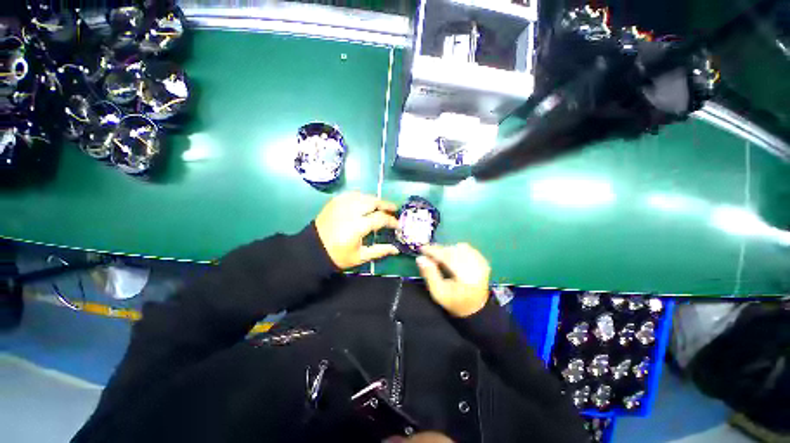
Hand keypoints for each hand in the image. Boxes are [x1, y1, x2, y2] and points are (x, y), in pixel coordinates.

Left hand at [315, 192, 399, 269]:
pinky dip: (361, 197)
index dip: (391, 221)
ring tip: (380, 206)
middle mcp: (350, 212)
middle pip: (373, 201)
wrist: (313, 249)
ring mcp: (341, 204)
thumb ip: (379, 251)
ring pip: (363, 196)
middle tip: (393, 209)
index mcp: (357, 227)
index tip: (397, 224)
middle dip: (386, 204)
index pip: (380, 218)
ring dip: (374, 200)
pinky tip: (365, 202)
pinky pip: (352, 194)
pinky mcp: (334, 202)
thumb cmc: (338, 255)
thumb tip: (396, 249)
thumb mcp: (360, 257)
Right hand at [416, 243, 490, 317]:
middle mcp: (476, 267)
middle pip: (454, 251)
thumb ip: (429, 274)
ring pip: (461, 248)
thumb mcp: (438, 292)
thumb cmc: (454, 302)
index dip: (434, 251)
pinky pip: (468, 249)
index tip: (422, 249)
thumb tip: (420, 258)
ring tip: (440, 258)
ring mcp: (481, 263)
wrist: (474, 309)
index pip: (448, 257)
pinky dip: (456, 250)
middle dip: (440, 250)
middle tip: (429, 255)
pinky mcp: (483, 261)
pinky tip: (451, 258)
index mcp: (466, 277)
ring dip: (448, 250)